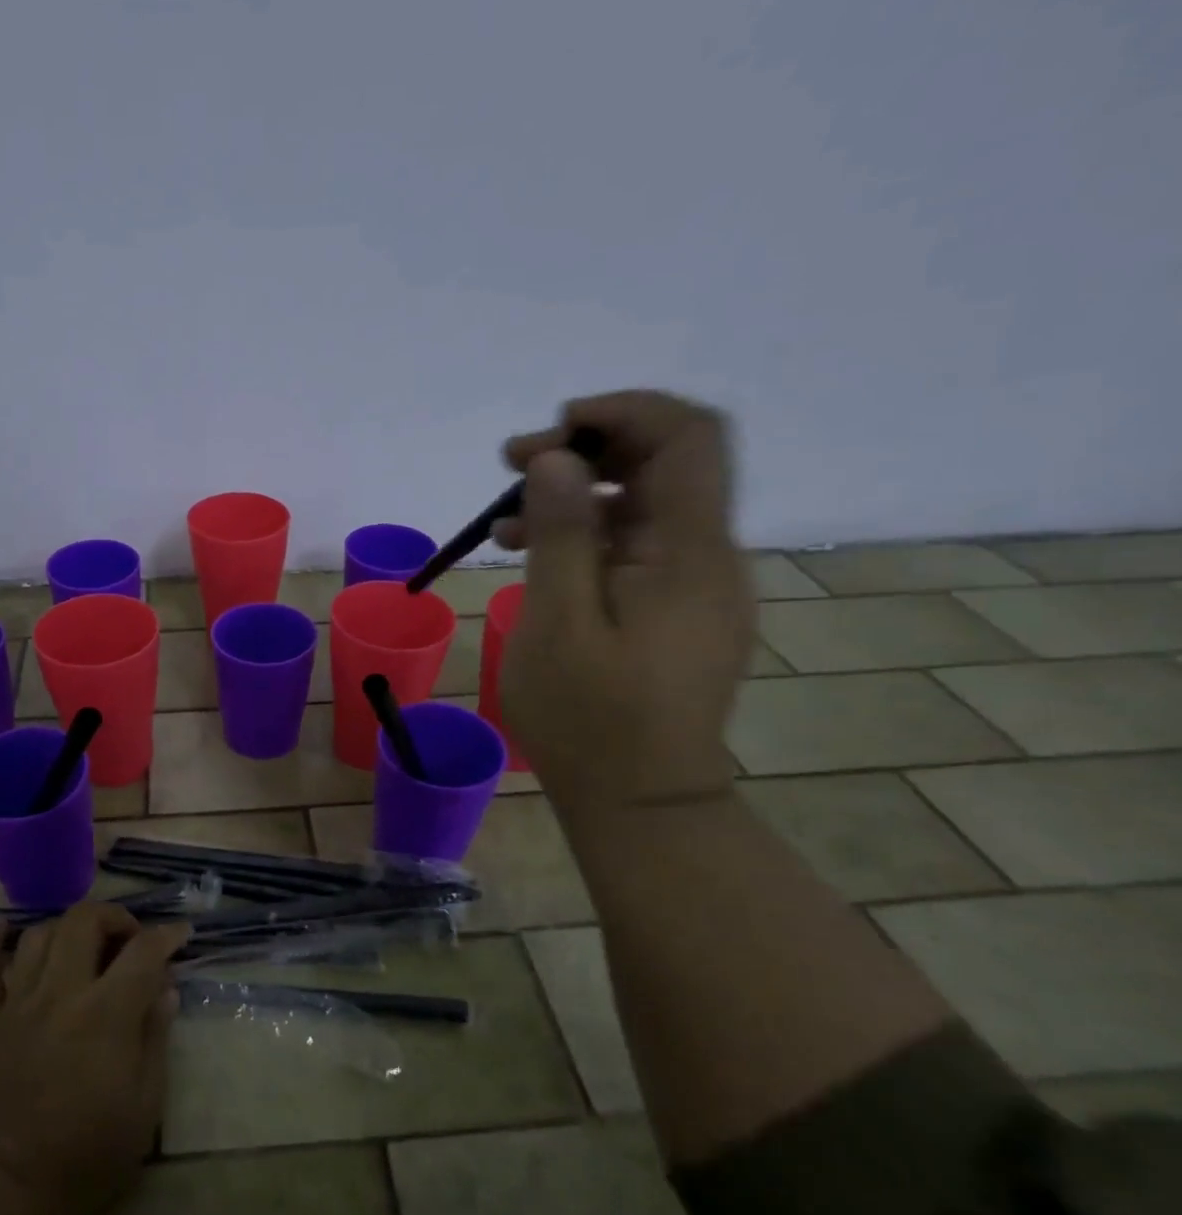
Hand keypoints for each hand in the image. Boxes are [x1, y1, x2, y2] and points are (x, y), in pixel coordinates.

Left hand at [0, 902, 189, 1214]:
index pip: (143, 952)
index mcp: (105, 1014)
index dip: (167, 935)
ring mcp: (16, 1004)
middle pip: (84, 921)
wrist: (3, 1194)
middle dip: (114, 917)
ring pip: (38, 935)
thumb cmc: (85, 1156)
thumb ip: (156, 1038)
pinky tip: (3, 927)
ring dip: (68, 929)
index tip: (181, 934)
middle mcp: (60, 994)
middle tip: (129, 940)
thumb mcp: (144, 1107)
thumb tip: (165, 989)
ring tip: (84, 947)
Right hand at [492, 389, 751, 815]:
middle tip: (512, 465)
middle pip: (668, 464)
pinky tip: (536, 558)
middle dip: (589, 450)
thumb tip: (555, 458)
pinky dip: (591, 537)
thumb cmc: (590, 718)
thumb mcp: (557, 623)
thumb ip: (560, 533)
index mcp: (690, 552)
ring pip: (648, 508)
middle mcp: (710, 557)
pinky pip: (641, 551)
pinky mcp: (681, 614)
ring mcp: (699, 588)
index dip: (624, 411)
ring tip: (504, 519)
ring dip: (581, 495)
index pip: (688, 436)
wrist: (642, 802)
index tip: (553, 430)